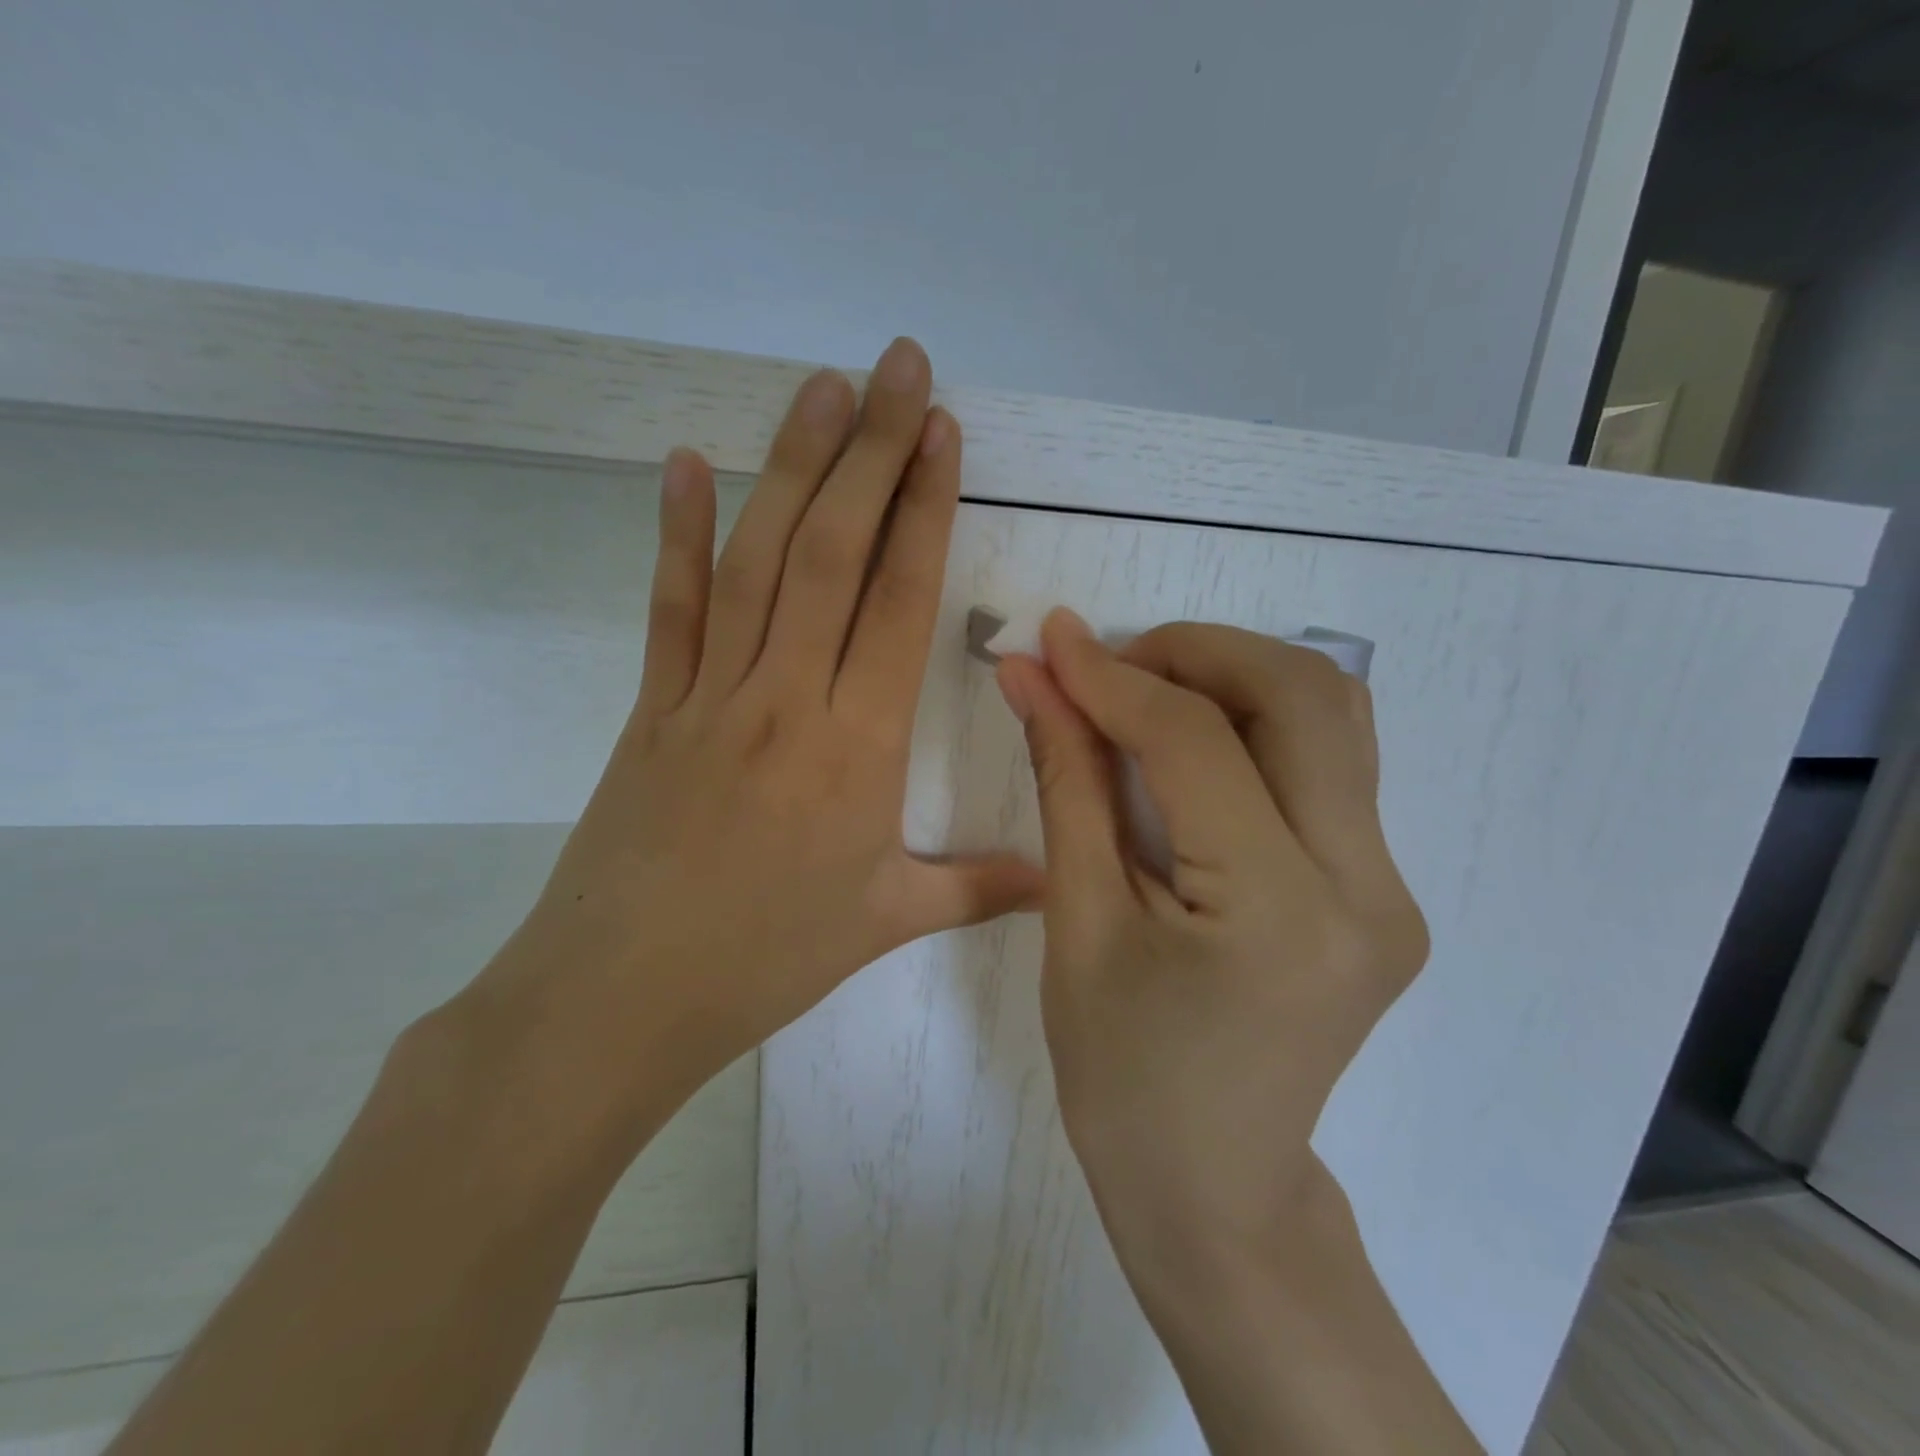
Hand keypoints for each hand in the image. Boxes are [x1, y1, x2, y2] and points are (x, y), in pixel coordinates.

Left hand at [475, 339, 1041, 1143]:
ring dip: (792, 467)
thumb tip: (1061, 882)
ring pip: (755, 560)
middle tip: (897, 366)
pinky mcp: (651, 708)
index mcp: (858, 747)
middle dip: (872, 451)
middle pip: (832, 553)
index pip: (900, 602)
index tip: (943, 433)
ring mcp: (709, 695)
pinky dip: (675, 533)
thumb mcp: (886, 922)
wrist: (620, 999)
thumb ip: (980, 888)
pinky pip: (669, 608)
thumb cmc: (765, 961)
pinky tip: (684, 464)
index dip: (925, 509)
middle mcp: (787, 698)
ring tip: (822, 387)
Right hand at [995, 613, 1428, 1265]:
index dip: (1113, 677)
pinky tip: (1197, 744)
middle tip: (1112, 666)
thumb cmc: (1122, 1075)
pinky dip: (1261, 723)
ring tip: (1149, 695)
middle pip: (1302, 696)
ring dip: (1236, 677)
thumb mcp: (1079, 922)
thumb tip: (1033, 678)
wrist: (1214, 1187)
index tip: (1052, 641)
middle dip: (1196, 654)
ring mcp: (1390, 889)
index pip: (1195, 742)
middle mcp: (1366, 887)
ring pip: (1334, 716)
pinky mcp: (1383, 892)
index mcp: (1278, 910)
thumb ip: (1066, 781)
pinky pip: (1331, 765)